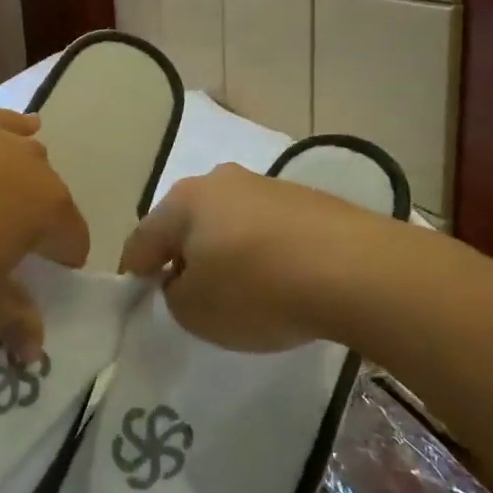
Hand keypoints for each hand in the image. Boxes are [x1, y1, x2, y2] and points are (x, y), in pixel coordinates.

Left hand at [0, 110, 89, 353]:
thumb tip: (36, 352)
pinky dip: (8, 132)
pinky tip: (7, 135)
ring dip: (19, 183)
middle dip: (37, 223)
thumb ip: (13, 321)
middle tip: (0, 247)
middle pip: (52, 199)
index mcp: (47, 208)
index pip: (74, 240)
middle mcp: (33, 164)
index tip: (36, 279)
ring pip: (26, 160)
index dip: (62, 264)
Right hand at [119, 163, 383, 351]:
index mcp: (183, 201)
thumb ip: (174, 294)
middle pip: (186, 223)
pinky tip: (279, 279)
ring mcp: (267, 185)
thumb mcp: (195, 311)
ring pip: (228, 221)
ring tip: (239, 289)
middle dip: (182, 255)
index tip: (139, 295)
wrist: (356, 270)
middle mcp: (220, 181)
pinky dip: (263, 252)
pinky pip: (268, 229)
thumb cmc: (257, 290)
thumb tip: (186, 278)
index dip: (135, 270)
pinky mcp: (307, 199)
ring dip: (225, 251)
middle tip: (188, 292)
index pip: (142, 238)